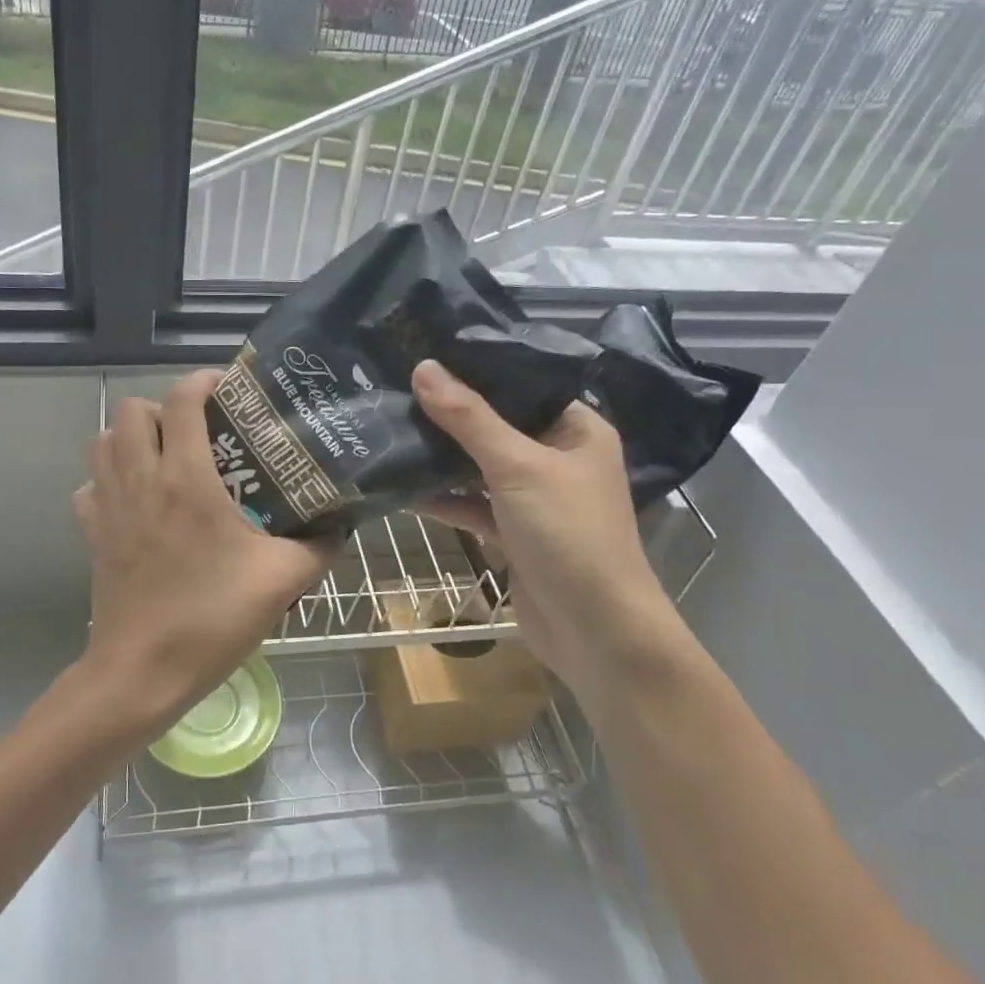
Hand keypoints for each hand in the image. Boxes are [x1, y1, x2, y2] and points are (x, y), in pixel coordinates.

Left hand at [74, 370, 333, 738]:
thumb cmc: (211, 619)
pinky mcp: (92, 534)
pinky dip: (109, 478)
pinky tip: (137, 500)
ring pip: (104, 441)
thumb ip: (318, 547)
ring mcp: (109, 505)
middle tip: (199, 429)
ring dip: (132, 437)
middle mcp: (141, 479)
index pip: (181, 400)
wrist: (141, 673)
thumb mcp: (281, 581)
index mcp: (186, 478)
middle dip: (163, 407)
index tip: (227, 388)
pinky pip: (91, 485)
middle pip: (131, 409)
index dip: (202, 381)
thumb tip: (342, 526)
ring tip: (167, 456)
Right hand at [411, 358, 671, 691]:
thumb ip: (469, 418)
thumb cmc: (568, 534)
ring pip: (479, 465)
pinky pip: (472, 504)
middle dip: (449, 413)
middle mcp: (557, 457)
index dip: (477, 368)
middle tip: (395, 386)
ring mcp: (533, 497)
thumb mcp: (517, 467)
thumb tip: (424, 367)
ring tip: (389, 428)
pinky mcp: (513, 532)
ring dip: (441, 456)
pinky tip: (401, 486)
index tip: (425, 351)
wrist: (595, 632)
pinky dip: (443, 497)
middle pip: (495, 424)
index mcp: (575, 429)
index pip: (522, 384)